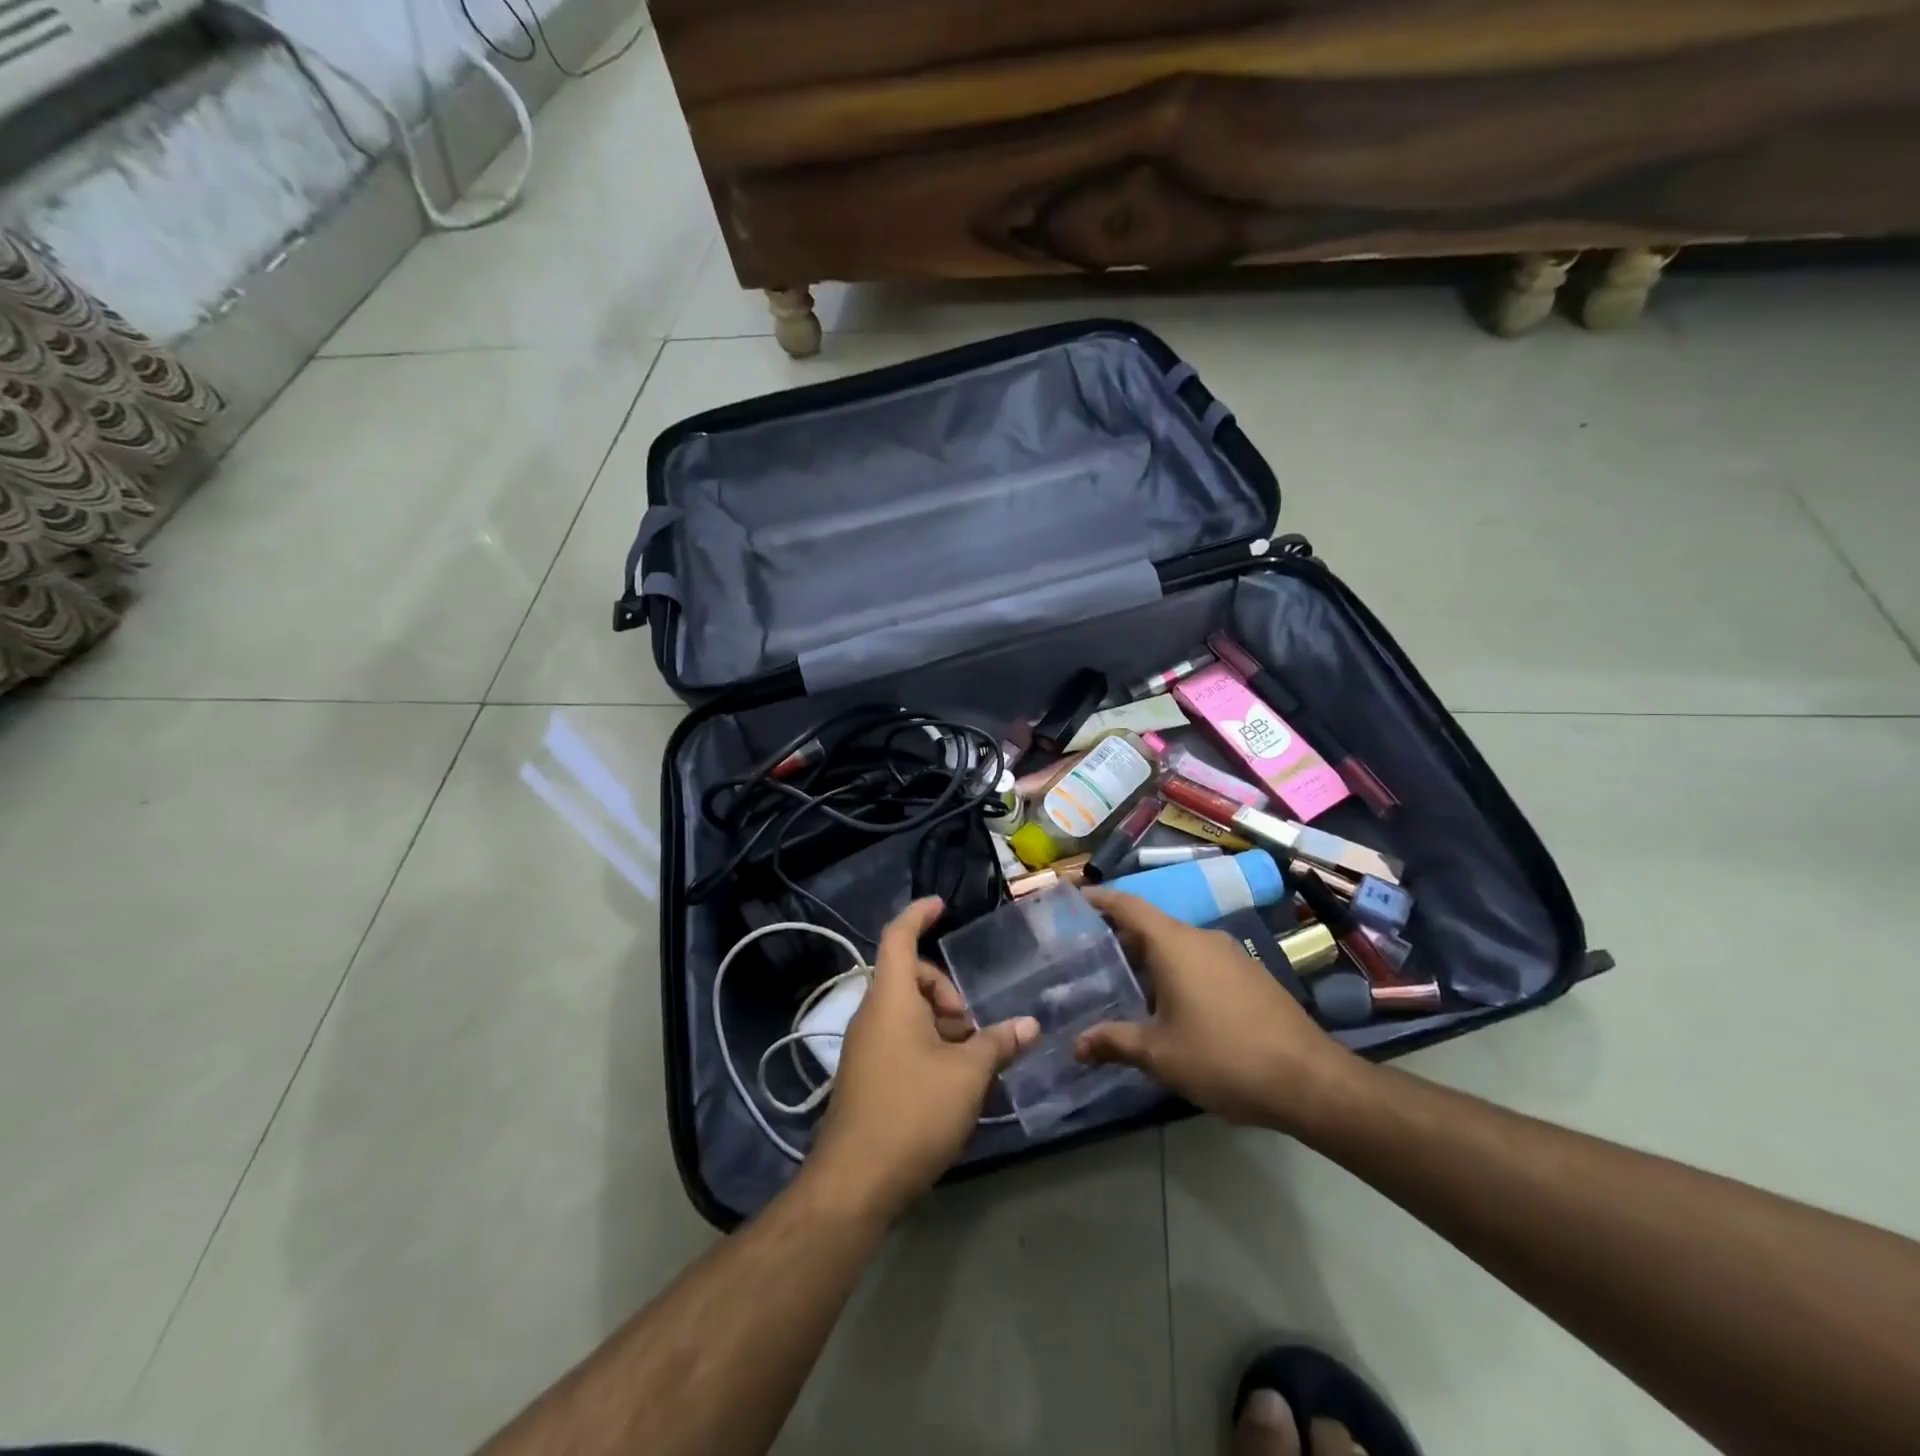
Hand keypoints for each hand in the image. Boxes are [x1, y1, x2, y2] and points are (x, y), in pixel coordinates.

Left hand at [804, 898, 1038, 1223]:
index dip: (919, 915)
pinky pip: (898, 1039)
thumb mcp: (967, 1075)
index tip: (942, 906)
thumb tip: (1029, 1024)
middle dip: (945, 990)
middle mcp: (872, 1014)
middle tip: (972, 1026)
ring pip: (905, 1012)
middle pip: (909, 977)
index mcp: (890, 998)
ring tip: (969, 1059)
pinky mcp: (865, 1076)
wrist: (854, 1183)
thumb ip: (998, 1044)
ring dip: (939, 1023)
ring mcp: (865, 1047)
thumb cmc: (913, 1111)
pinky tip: (951, 1082)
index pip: (899, 936)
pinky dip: (926, 1044)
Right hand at [1074, 888, 1352, 1131]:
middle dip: (1119, 938)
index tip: (1074, 898)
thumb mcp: (1159, 1055)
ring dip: (1150, 960)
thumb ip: (1114, 1043)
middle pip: (1151, 926)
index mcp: (1174, 944)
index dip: (1100, 900)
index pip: (1129, 906)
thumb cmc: (1223, 1057)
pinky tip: (1170, 1006)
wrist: (1309, 1081)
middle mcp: (1202, 938)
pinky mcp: (1250, 975)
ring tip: (1123, 984)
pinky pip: (1201, 961)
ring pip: (1178, 946)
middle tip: (1088, 956)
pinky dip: (1177, 972)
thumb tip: (1076, 1046)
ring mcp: (1230, 954)